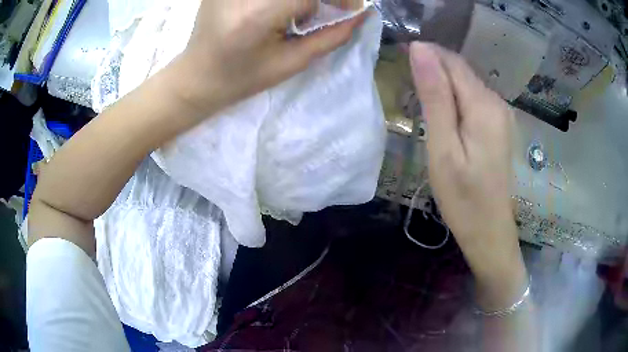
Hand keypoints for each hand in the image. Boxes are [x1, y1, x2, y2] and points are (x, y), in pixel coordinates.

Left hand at [172, 0, 367, 116]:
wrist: (196, 76)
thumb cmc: (242, 78)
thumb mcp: (290, 63)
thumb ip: (331, 37)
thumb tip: (361, 14)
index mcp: (257, 13)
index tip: (350, 8)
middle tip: (329, 8)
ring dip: (302, 0)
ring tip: (300, 12)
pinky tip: (282, 9)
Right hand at [409, 42, 525, 308]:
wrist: (489, 231)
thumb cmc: (463, 198)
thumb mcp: (443, 148)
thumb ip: (434, 96)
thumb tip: (420, 50)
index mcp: (484, 104)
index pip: (451, 61)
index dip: (425, 55)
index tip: (399, 64)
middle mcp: (497, 101)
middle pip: (460, 70)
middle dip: (432, 70)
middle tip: (406, 90)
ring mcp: (501, 114)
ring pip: (466, 83)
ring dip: (441, 85)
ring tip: (420, 104)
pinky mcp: (498, 125)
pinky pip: (473, 99)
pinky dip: (454, 99)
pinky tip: (443, 118)